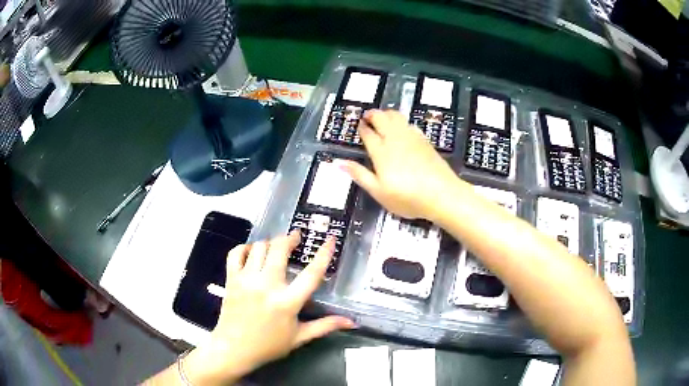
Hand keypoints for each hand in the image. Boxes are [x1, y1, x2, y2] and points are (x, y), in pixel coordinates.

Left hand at [184, 231, 353, 384]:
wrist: (234, 349)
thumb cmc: (269, 345)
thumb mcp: (300, 337)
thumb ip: (326, 326)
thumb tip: (352, 322)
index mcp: (287, 302)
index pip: (311, 274)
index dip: (323, 254)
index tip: (330, 239)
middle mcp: (267, 286)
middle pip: (280, 249)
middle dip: (290, 238)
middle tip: (296, 238)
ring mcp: (246, 280)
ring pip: (259, 247)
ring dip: (270, 243)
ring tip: (276, 247)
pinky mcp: (231, 279)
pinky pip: (235, 253)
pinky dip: (244, 248)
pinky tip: (251, 252)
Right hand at [342, 109, 466, 219]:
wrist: (441, 194)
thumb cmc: (407, 197)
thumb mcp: (378, 192)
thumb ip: (360, 175)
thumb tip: (338, 163)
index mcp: (381, 151)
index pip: (368, 133)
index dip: (362, 128)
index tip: (359, 126)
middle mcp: (395, 139)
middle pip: (381, 118)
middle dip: (372, 115)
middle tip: (367, 116)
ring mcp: (411, 137)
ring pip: (396, 116)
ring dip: (386, 114)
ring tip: (382, 117)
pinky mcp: (424, 140)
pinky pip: (408, 123)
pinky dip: (400, 120)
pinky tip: (401, 127)